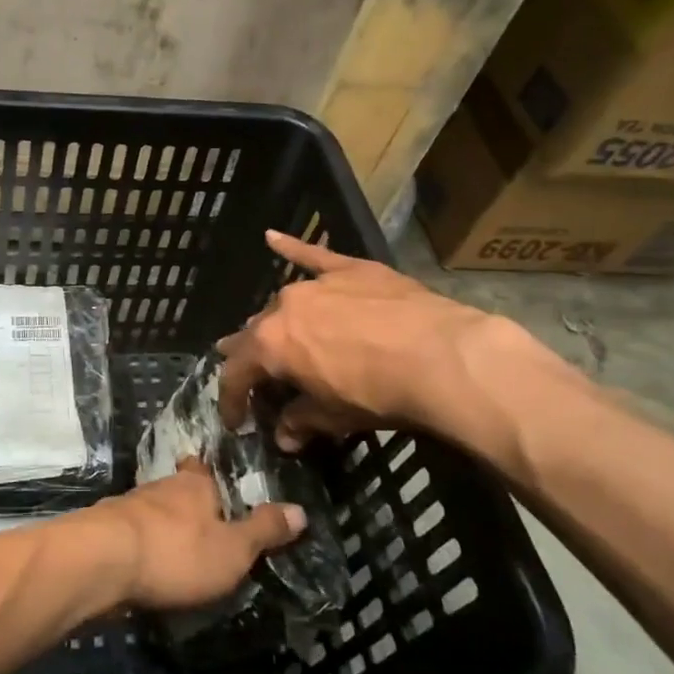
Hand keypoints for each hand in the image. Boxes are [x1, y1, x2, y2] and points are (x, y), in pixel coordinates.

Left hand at [94, 457, 304, 610]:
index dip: (212, 478)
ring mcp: (128, 507)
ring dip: (163, 527)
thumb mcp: (233, 549)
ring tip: (178, 550)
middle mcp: (161, 487)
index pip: (204, 470)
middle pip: (178, 490)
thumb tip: (301, 510)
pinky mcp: (105, 532)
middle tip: (204, 527)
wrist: (102, 562)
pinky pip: (132, 536)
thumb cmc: (177, 551)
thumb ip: (264, 531)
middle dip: (188, 506)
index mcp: (195, 485)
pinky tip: (147, 565)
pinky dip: (142, 547)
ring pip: (153, 512)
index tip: (219, 487)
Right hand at [215, 231, 585, 470]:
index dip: (233, 401)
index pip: (237, 374)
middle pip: (255, 334)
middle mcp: (283, 308)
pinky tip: (272, 236)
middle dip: (251, 358)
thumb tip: (284, 437)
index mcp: (271, 346)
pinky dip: (291, 248)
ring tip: (274, 334)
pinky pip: (313, 256)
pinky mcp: (349, 268)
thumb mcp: (335, 417)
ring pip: (283, 303)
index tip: (238, 422)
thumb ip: (301, 421)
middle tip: (254, 378)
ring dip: (276, 322)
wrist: (440, 356)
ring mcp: (315, 284)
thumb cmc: (379, 393)